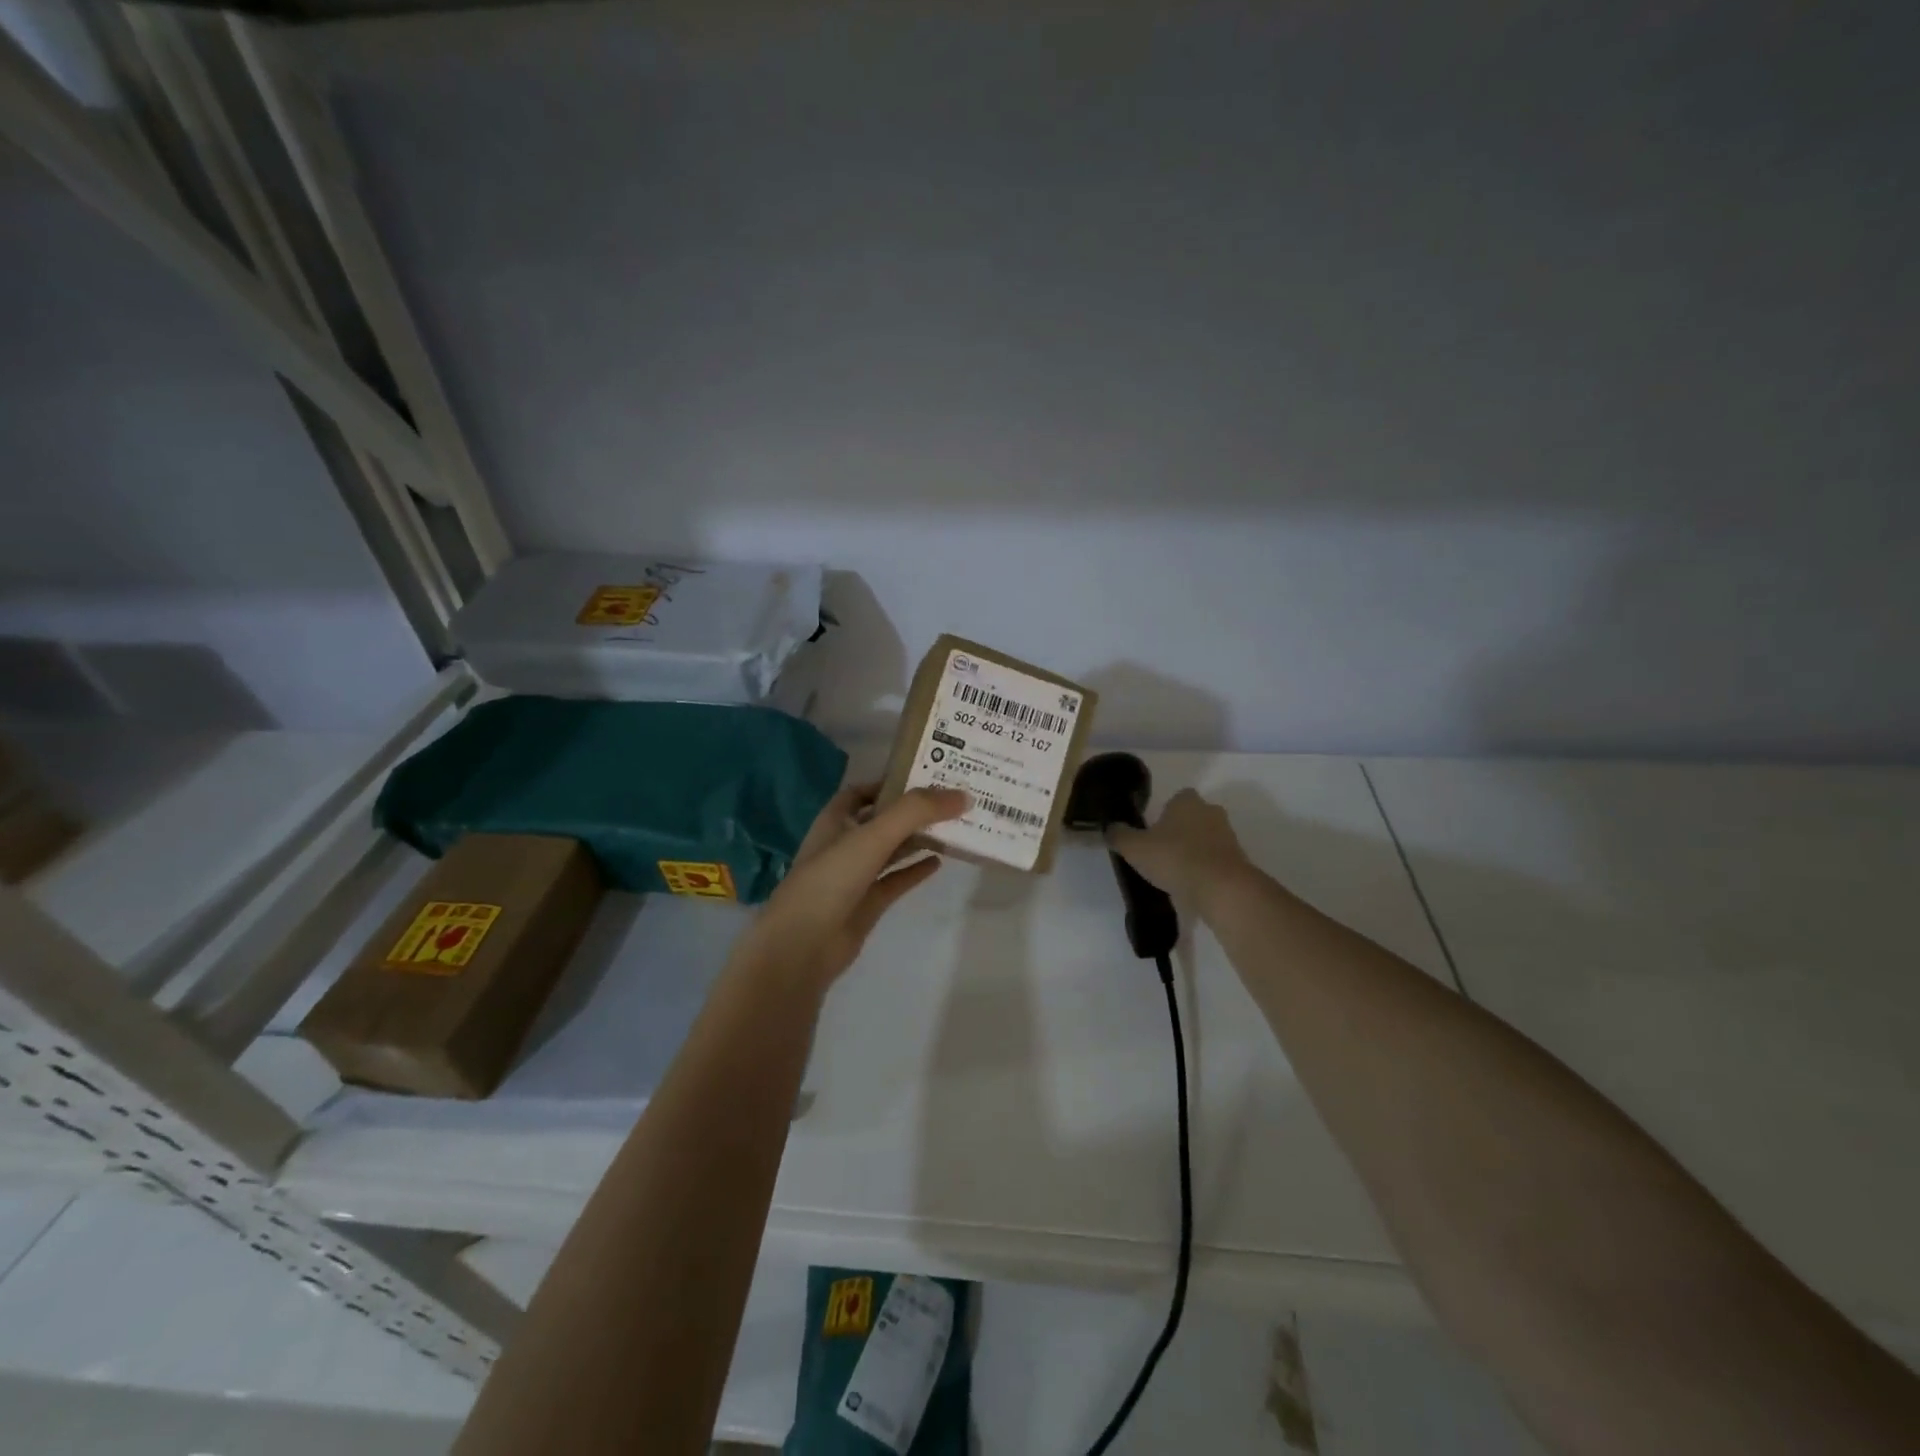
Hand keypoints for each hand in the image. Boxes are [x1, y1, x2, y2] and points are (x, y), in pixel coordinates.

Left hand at [734, 783, 969, 990]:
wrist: (802, 946)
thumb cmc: (830, 879)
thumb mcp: (873, 836)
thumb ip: (916, 812)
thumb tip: (964, 795)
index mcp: (835, 820)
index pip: (864, 791)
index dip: (891, 782)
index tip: (928, 776)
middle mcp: (844, 844)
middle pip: (883, 820)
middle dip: (913, 811)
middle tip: (953, 801)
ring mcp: (854, 876)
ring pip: (891, 850)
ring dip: (918, 839)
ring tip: (954, 828)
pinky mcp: (866, 904)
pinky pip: (895, 880)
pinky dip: (915, 871)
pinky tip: (940, 863)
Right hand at [1106, 788, 1253, 911]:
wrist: (1221, 888)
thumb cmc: (1175, 858)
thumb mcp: (1134, 848)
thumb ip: (1119, 836)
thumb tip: (1110, 828)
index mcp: (1186, 801)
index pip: (1176, 798)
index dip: (1164, 813)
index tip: (1153, 831)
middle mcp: (1211, 812)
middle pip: (1193, 818)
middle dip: (1180, 832)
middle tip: (1161, 852)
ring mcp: (1228, 836)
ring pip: (1205, 839)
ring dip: (1193, 852)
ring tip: (1175, 874)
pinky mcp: (1238, 861)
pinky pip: (1215, 861)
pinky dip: (1205, 870)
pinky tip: (1191, 886)